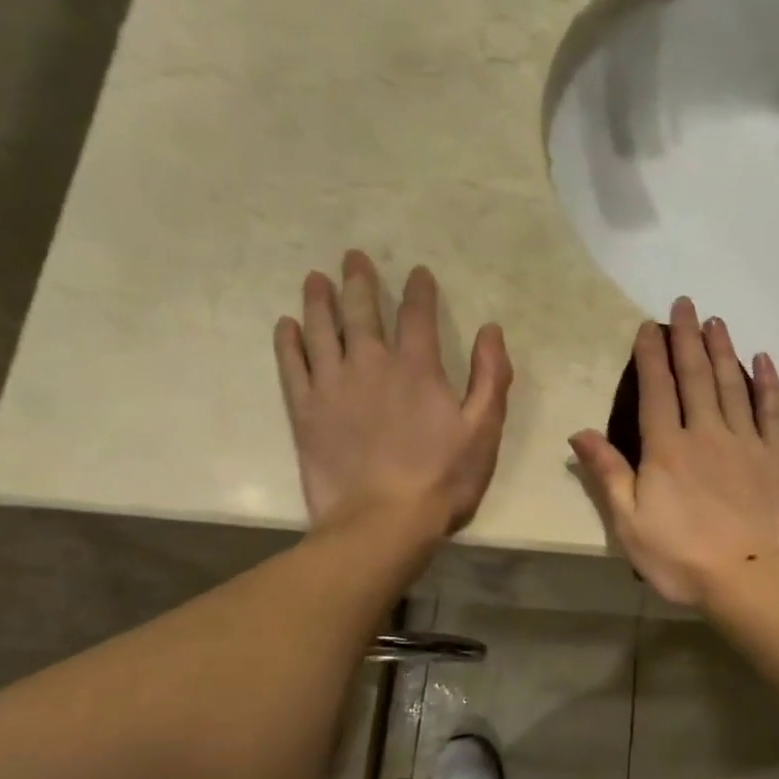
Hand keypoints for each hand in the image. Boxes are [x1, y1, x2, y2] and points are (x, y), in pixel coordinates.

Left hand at [275, 251, 512, 534]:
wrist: (383, 522)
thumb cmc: (443, 478)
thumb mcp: (484, 429)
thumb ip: (491, 376)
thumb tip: (491, 330)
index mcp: (417, 368)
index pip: (417, 315)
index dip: (418, 290)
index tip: (417, 272)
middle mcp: (370, 365)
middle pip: (361, 312)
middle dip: (360, 281)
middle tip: (353, 256)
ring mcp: (332, 387)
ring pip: (321, 330)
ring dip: (319, 301)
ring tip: (316, 278)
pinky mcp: (305, 412)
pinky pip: (292, 366)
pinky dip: (288, 342)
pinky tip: (287, 326)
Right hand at [569, 299, 778, 606]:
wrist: (751, 578)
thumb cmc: (682, 559)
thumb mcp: (629, 524)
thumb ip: (607, 474)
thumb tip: (579, 433)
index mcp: (667, 450)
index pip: (656, 391)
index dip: (651, 356)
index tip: (649, 327)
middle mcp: (706, 433)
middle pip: (695, 376)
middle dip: (687, 338)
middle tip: (685, 303)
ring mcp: (747, 442)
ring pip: (732, 385)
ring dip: (722, 350)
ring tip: (716, 321)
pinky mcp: (778, 457)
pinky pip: (772, 410)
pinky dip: (766, 383)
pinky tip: (761, 360)